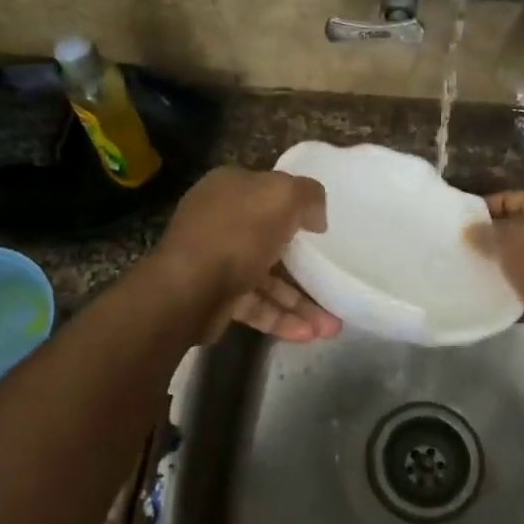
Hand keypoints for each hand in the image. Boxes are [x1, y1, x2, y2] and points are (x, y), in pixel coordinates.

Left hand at [153, 168, 340, 341]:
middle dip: (306, 266)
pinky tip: (309, 334)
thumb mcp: (283, 195)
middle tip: (334, 281)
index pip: (268, 192)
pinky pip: (256, 305)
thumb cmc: (238, 232)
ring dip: (300, 302)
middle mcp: (220, 221)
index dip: (297, 207)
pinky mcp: (216, 297)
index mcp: (230, 188)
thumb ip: (308, 195)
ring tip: (332, 327)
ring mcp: (216, 261)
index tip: (322, 229)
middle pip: (271, 239)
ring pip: (267, 279)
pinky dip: (282, 318)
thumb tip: (315, 218)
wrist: (188, 288)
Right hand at [468, 191, 523, 360]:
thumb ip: (486, 231)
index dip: (484, 207)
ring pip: (517, 263)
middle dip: (488, 240)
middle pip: (515, 232)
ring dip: (495, 268)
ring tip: (461, 271)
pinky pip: (521, 290)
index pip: (512, 199)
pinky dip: (504, 293)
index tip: (456, 221)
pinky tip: (478, 295)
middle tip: (456, 247)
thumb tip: (468, 231)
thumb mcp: (510, 237)